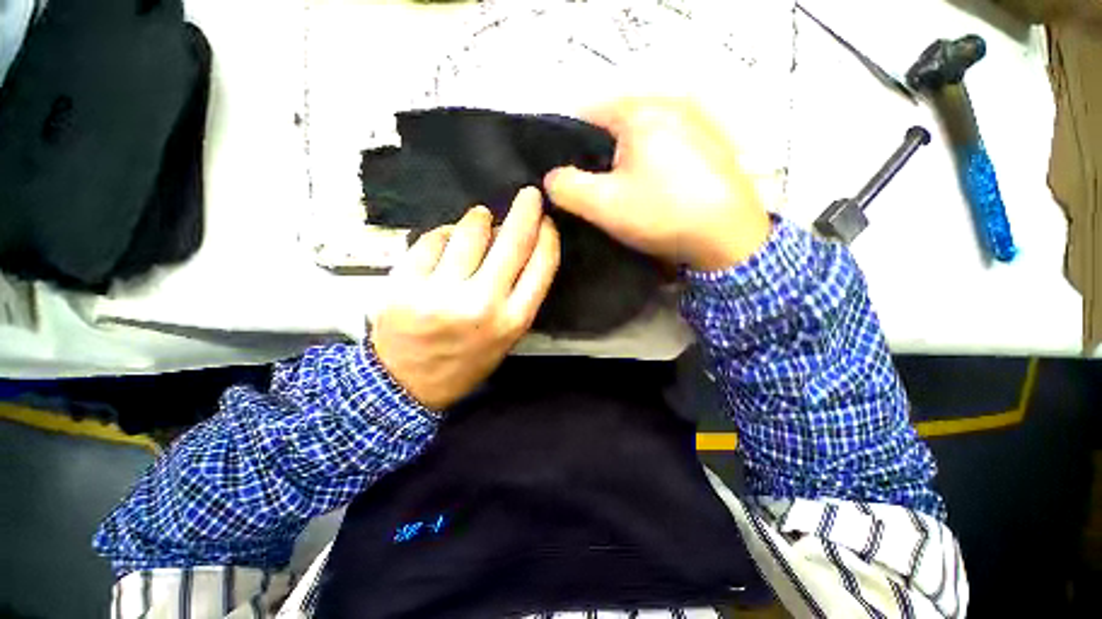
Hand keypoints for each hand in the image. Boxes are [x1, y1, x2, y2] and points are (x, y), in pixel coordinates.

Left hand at [370, 187, 560, 410]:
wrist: (408, 385)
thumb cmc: (466, 359)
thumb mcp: (506, 336)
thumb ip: (518, 292)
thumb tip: (516, 243)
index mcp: (512, 320)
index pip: (542, 265)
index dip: (548, 237)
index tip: (547, 222)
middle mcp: (482, 304)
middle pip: (512, 241)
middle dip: (525, 210)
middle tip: (529, 195)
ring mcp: (441, 293)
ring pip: (470, 231)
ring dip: (479, 219)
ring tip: (480, 219)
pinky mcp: (405, 284)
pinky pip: (433, 239)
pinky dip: (445, 234)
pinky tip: (447, 241)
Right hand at [544, 98, 770, 270]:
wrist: (728, 238)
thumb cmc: (661, 214)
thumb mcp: (602, 204)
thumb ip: (566, 187)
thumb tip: (551, 178)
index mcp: (640, 111)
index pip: (586, 114)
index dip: (568, 145)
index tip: (565, 177)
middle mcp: (670, 104)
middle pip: (615, 126)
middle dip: (598, 156)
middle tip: (593, 190)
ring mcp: (696, 123)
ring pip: (641, 138)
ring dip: (625, 162)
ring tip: (622, 193)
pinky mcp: (710, 144)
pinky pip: (665, 147)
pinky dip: (651, 165)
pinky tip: (653, 191)